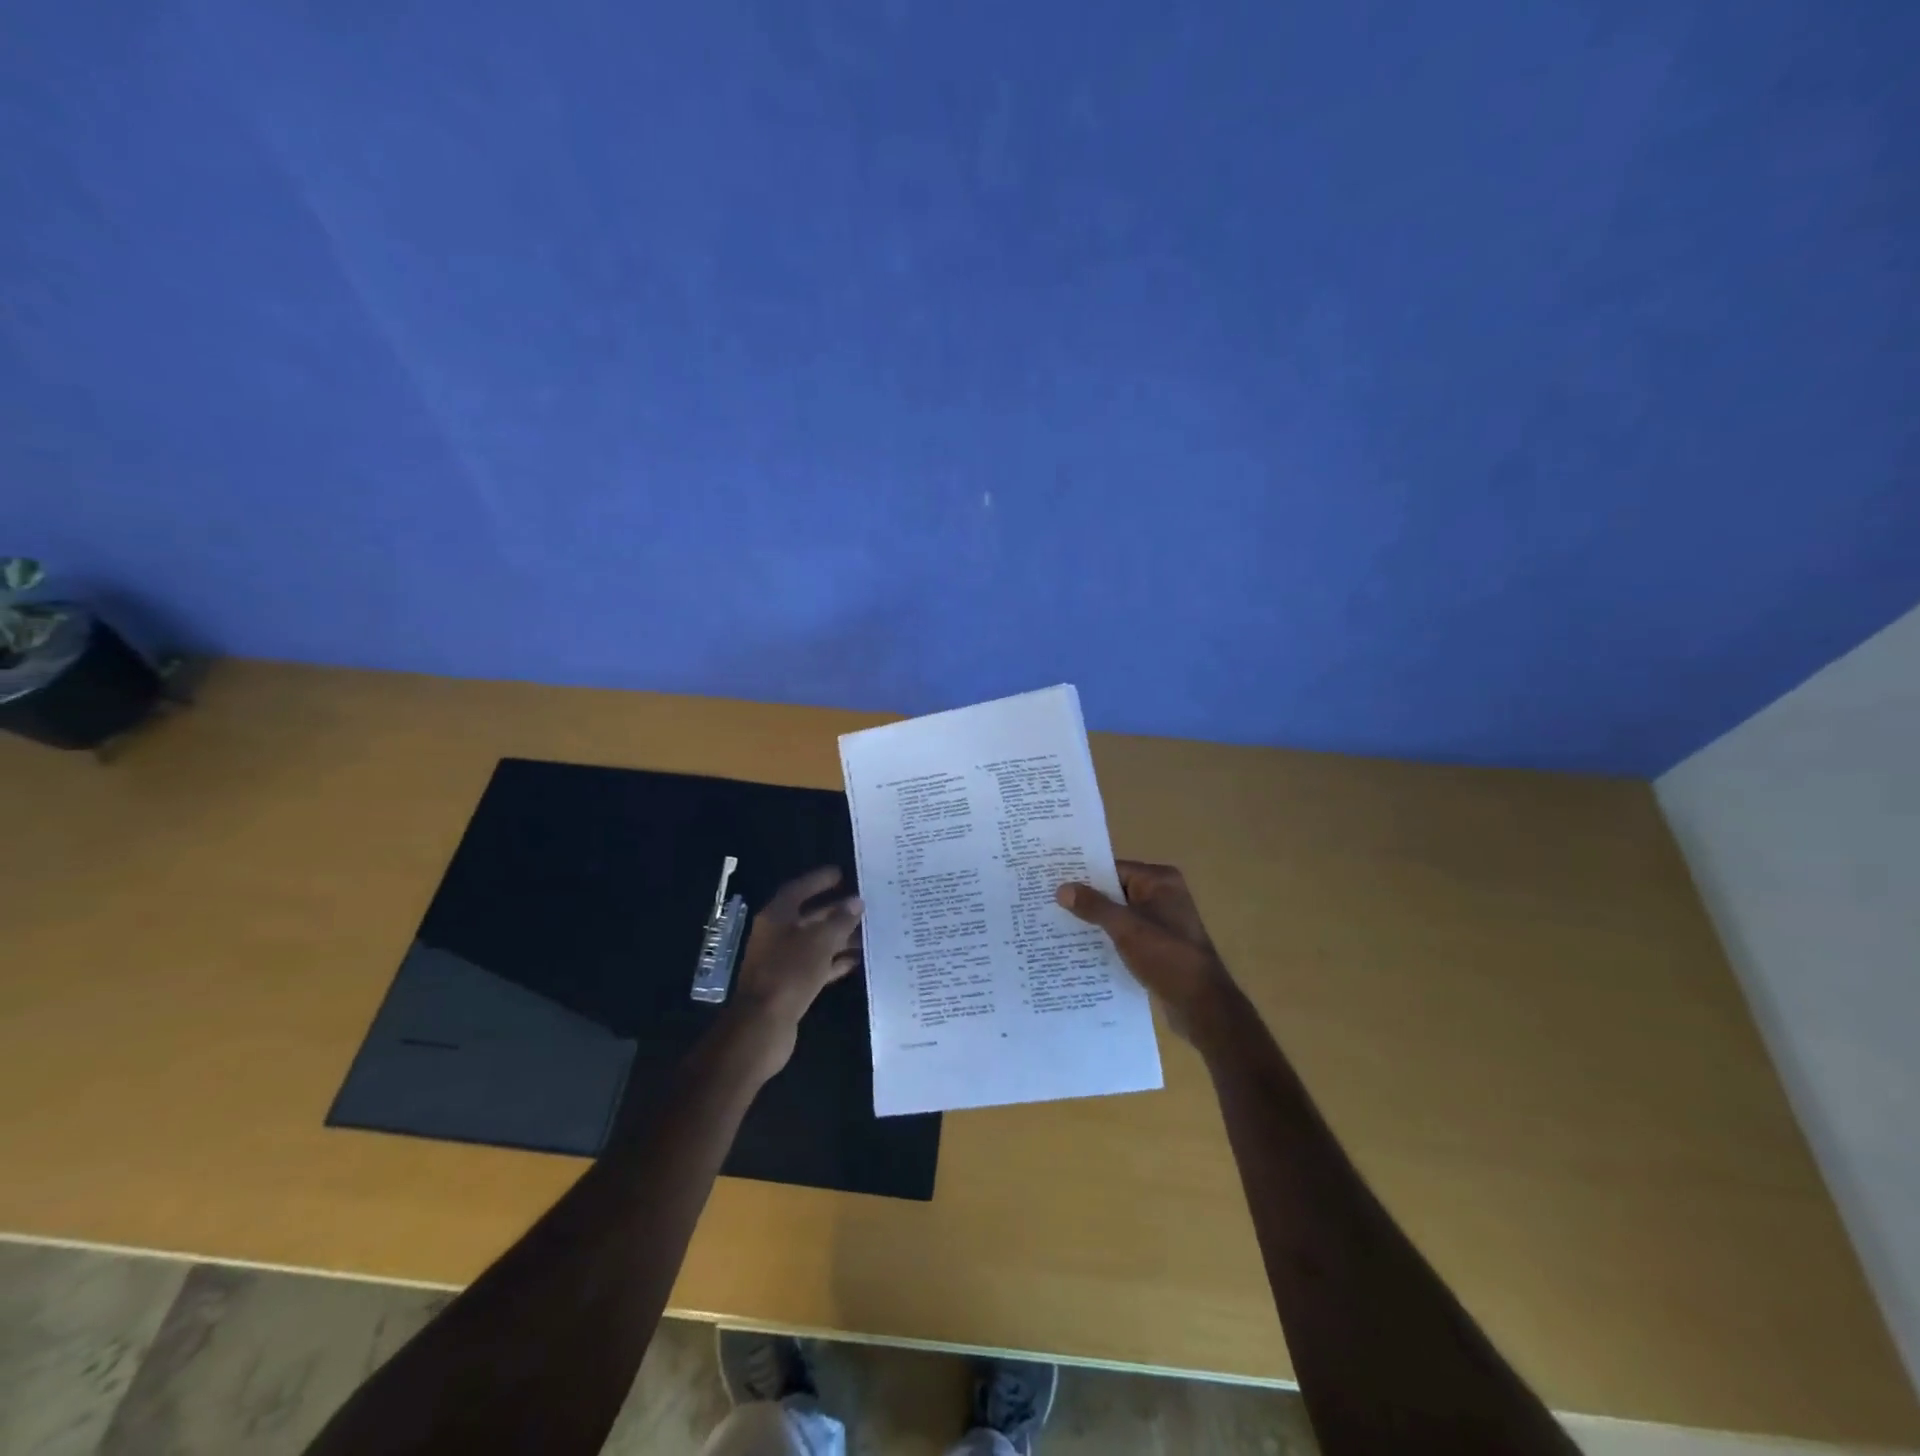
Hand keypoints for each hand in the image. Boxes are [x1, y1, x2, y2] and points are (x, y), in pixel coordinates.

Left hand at [719, 866, 863, 1082]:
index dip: (819, 881)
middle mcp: (777, 936)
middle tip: (864, 904)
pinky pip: (817, 966)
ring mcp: (783, 962)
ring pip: (815, 943)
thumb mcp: (819, 942)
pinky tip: (857, 960)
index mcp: (776, 917)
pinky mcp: (790, 986)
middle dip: (835, 911)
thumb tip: (856, 903)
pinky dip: (834, 962)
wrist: (762, 1026)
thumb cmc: (788, 974)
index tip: (841, 874)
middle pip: (809, 917)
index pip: (799, 890)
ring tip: (868, 932)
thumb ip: (839, 921)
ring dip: (839, 937)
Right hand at [1056, 860, 1237, 1046]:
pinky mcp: (1158, 946)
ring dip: (1095, 922)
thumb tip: (1062, 888)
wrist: (1202, 1006)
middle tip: (1048, 904)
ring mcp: (1162, 922)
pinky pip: (1126, 934)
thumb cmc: (1167, 957)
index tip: (1053, 881)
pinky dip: (1107, 939)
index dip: (1084, 876)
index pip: (1114, 869)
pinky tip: (1080, 949)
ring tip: (1057, 926)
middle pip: (1115, 891)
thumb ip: (1094, 906)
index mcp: (1160, 881)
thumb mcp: (1126, 928)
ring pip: (1119, 915)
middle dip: (1086, 900)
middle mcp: (1163, 895)